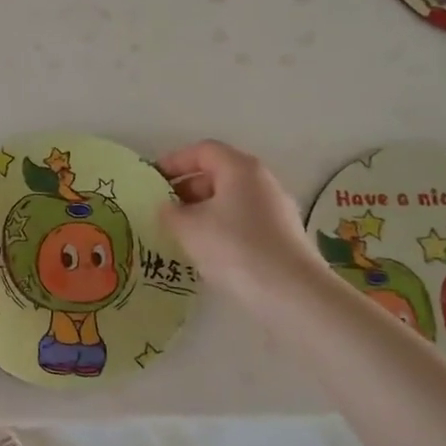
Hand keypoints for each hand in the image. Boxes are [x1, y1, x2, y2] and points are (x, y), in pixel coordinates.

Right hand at [158, 140, 334, 316]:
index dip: (174, 161)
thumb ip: (170, 212)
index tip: (153, 181)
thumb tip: (167, 208)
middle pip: (218, 174)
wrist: (292, 294)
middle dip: (186, 188)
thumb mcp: (188, 228)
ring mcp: (276, 209)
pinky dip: (221, 228)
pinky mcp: (283, 236)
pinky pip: (243, 221)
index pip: (202, 151)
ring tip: (180, 233)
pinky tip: (207, 252)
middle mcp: (262, 182)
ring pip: (230, 200)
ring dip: (202, 211)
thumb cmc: (235, 248)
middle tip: (163, 209)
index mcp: (240, 169)